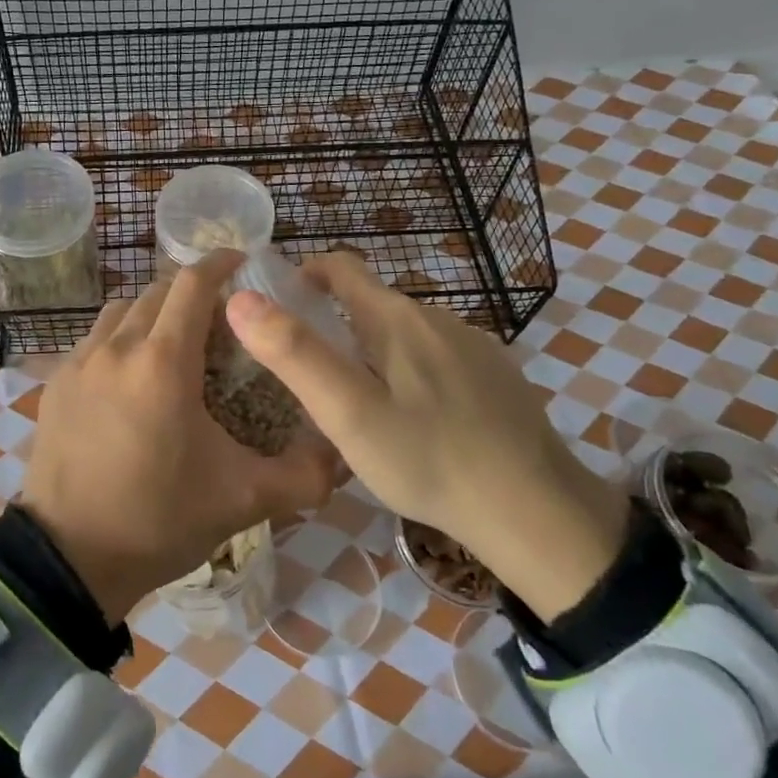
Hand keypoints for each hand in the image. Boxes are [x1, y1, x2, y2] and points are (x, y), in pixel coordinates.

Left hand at [21, 252, 335, 622]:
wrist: (69, 559)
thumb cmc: (158, 520)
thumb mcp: (242, 500)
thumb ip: (302, 476)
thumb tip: (343, 457)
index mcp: (163, 362)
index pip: (192, 284)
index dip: (220, 263)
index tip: (241, 262)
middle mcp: (116, 348)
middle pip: (157, 292)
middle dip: (190, 293)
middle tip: (218, 319)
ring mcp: (79, 364)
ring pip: (121, 312)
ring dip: (151, 314)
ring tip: (173, 345)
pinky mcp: (55, 385)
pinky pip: (93, 341)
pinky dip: (120, 340)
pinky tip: (131, 379)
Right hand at [225, 252, 628, 621]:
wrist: (537, 511)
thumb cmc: (429, 459)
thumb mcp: (347, 412)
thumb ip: (293, 353)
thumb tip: (240, 298)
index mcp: (396, 318)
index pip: (341, 266)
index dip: (303, 274)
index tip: (277, 307)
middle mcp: (437, 317)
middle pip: (371, 303)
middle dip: (334, 324)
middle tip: (310, 378)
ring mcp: (474, 345)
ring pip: (404, 334)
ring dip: (372, 352)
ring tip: (358, 406)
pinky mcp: (496, 376)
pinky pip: (437, 358)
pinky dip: (410, 373)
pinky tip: (414, 422)